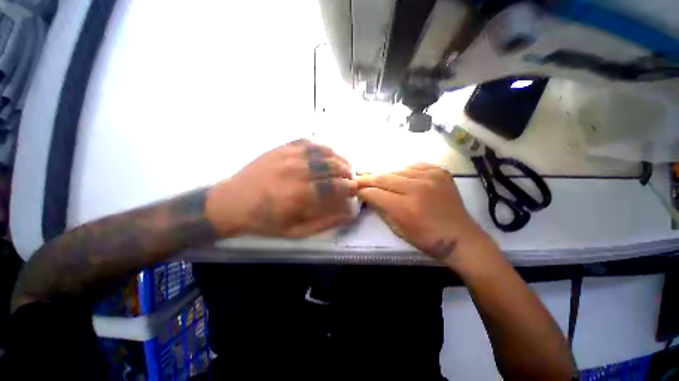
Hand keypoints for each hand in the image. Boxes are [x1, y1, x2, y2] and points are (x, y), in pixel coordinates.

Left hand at [206, 139, 356, 237]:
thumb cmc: (264, 221)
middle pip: (331, 167)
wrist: (232, 202)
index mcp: (299, 195)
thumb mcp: (295, 231)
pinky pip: (307, 142)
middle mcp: (296, 171)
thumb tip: (348, 214)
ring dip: (338, 158)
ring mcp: (287, 156)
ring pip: (322, 152)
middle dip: (347, 172)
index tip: (354, 190)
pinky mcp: (281, 148)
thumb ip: (324, 223)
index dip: (348, 187)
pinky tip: (327, 152)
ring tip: (345, 165)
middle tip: (351, 178)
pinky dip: (322, 146)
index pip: (334, 187)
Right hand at [357, 163, 490, 262]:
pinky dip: (404, 171)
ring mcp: (430, 177)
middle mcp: (417, 188)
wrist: (459, 237)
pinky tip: (400, 176)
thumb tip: (368, 195)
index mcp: (405, 207)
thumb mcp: (397, 229)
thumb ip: (380, 209)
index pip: (375, 193)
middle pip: (384, 177)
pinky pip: (414, 166)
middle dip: (367, 178)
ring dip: (385, 175)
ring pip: (397, 170)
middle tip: (357, 177)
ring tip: (377, 177)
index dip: (362, 190)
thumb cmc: (425, 239)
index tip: (354, 188)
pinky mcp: (440, 172)